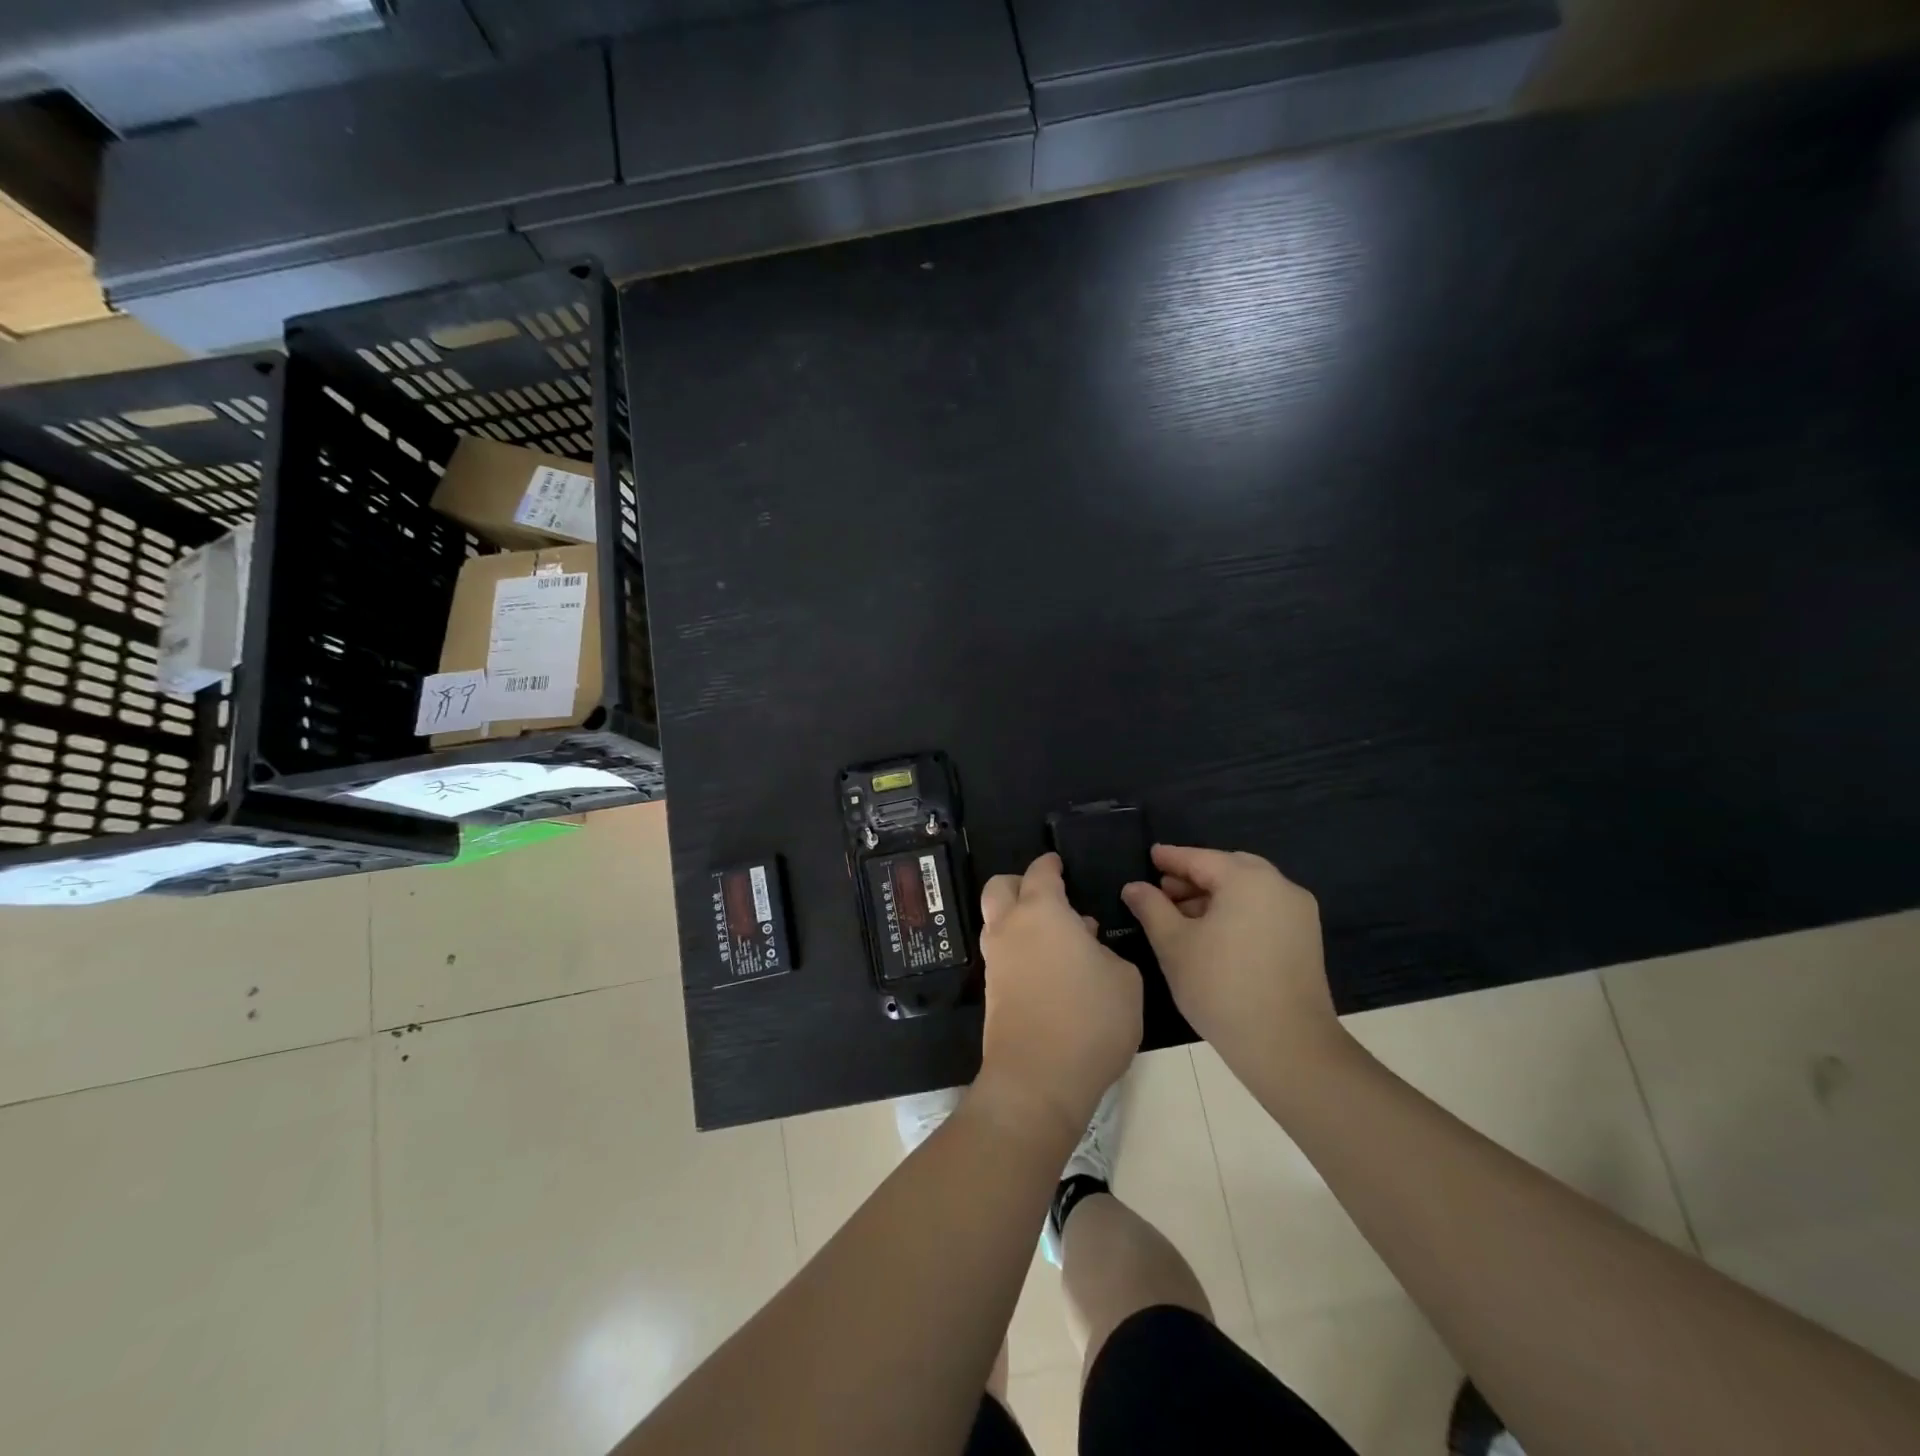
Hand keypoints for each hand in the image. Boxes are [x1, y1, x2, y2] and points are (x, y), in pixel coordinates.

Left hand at [975, 853, 1141, 1142]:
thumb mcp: (1125, 979)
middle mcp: (1010, 927)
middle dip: (1019, 883)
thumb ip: (1105, 950)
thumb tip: (1084, 940)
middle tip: (1048, 895)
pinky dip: (1019, 947)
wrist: (1038, 1079)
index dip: (1050, 864)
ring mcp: (995, 960)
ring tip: (1058, 937)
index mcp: (1042, 911)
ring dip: (1018, 918)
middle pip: (999, 887)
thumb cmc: (1090, 1019)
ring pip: (997, 921)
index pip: (1040, 872)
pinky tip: (1049, 967)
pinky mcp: (991, 991)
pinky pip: (1002, 953)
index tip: (1059, 863)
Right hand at [1121, 845, 1343, 1083]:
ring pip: (1248, 890)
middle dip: (1194, 876)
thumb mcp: (1174, 944)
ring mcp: (1298, 913)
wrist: (1287, 1046)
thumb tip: (1134, 887)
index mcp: (1248, 880)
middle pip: (1229, 869)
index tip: (1150, 855)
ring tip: (1181, 915)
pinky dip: (1236, 911)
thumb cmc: (1221, 987)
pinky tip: (1212, 933)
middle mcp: (1279, 887)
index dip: (1171, 858)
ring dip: (1214, 895)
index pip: (1201, 859)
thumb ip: (1151, 908)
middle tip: (1163, 888)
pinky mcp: (1306, 939)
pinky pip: (1263, 909)